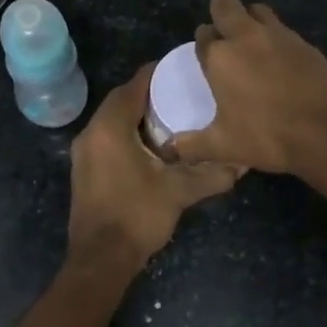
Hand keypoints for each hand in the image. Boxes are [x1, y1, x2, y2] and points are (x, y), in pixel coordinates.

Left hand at [68, 64, 239, 265]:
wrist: (100, 259)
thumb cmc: (137, 215)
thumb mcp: (179, 192)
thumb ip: (212, 174)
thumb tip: (243, 163)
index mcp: (110, 127)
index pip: (134, 86)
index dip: (157, 73)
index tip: (182, 67)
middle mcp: (91, 133)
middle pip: (121, 100)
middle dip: (149, 93)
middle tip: (181, 90)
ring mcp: (83, 153)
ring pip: (112, 120)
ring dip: (137, 114)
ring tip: (171, 114)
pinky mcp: (84, 170)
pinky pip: (107, 137)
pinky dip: (127, 132)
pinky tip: (151, 144)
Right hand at [175, 0, 326, 174]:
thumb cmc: (268, 137)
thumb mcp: (223, 147)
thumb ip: (192, 145)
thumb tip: (170, 149)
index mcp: (220, 57)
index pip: (203, 35)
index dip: (203, 43)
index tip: (206, 57)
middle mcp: (246, 37)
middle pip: (225, 4)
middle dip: (220, 12)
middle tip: (225, 37)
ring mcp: (279, 36)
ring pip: (257, 10)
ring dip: (250, 19)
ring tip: (252, 45)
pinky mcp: (305, 43)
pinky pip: (283, 29)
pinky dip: (276, 38)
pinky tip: (280, 62)